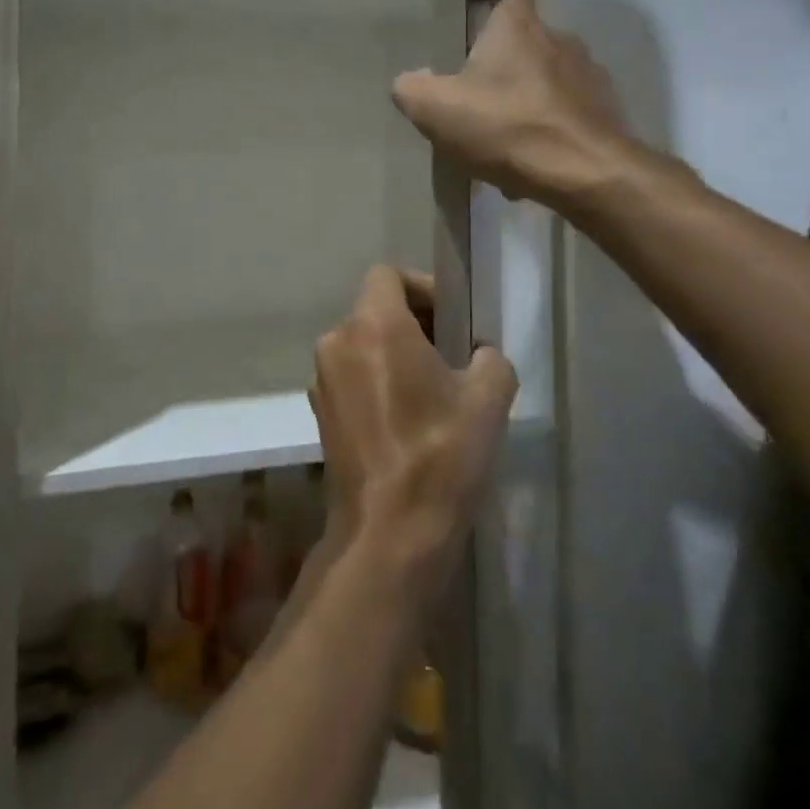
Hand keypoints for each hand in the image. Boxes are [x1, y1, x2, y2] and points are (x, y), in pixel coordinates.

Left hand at [308, 267, 517, 603]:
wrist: (389, 534)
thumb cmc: (441, 456)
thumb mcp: (488, 400)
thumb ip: (489, 358)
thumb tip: (479, 354)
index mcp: (373, 325)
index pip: (388, 274)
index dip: (422, 287)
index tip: (452, 319)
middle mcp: (337, 340)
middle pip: (375, 310)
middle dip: (413, 324)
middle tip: (451, 357)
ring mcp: (322, 378)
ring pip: (362, 344)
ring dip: (394, 355)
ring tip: (432, 393)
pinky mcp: (319, 412)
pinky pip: (351, 376)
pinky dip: (375, 382)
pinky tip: (405, 420)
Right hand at [391, 0, 631, 207]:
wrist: (586, 174)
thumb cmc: (506, 127)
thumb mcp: (434, 109)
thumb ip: (411, 88)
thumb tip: (411, 81)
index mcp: (517, 27)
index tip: (476, 10)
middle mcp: (559, 39)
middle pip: (525, 40)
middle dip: (501, 63)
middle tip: (474, 93)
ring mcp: (589, 76)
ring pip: (546, 79)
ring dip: (525, 99)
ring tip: (501, 136)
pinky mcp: (607, 112)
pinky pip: (566, 113)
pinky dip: (547, 129)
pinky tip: (529, 161)